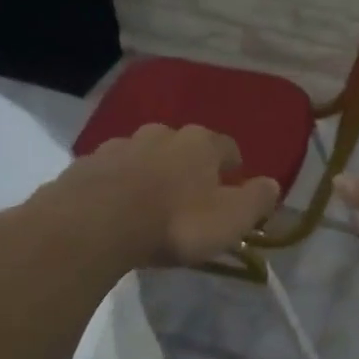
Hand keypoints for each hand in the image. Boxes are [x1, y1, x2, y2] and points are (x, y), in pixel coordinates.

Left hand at [42, 123, 279, 267]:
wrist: (94, 225)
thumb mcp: (230, 220)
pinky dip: (119, 185)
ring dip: (152, 173)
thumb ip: (256, 200)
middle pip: (183, 146)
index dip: (233, 167)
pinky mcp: (86, 164)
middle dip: (189, 167)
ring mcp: (120, 145)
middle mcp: (161, 134)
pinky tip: (117, 209)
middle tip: (191, 198)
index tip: (233, 187)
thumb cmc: (175, 223)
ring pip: (144, 155)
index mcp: (200, 144)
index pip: (228, 147)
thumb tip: (272, 184)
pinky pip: (111, 172)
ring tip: (151, 204)